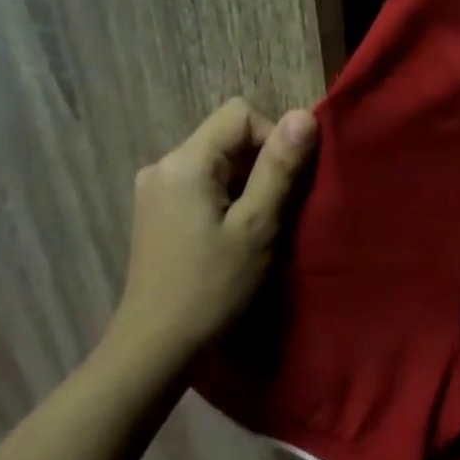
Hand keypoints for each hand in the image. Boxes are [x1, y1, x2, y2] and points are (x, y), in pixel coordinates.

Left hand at [104, 98, 316, 375]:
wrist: (156, 345)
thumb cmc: (212, 287)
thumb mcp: (257, 226)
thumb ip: (279, 168)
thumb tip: (304, 115)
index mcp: (185, 162)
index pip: (240, 114)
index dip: (273, 138)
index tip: (284, 186)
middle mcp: (163, 164)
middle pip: (226, 137)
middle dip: (260, 165)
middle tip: (275, 212)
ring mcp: (155, 189)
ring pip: (216, 162)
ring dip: (245, 185)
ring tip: (255, 228)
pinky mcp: (155, 212)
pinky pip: (201, 184)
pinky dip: (225, 199)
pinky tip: (230, 236)